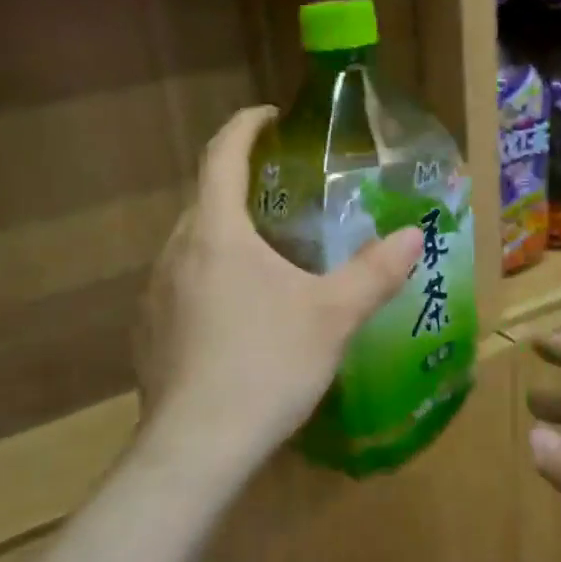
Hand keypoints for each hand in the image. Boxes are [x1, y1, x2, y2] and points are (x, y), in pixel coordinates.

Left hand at [135, 106, 421, 476]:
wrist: (198, 445)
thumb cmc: (267, 366)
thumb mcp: (332, 316)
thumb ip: (375, 273)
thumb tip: (414, 235)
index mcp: (216, 233)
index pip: (222, 156)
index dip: (244, 127)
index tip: (267, 116)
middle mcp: (175, 253)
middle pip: (204, 201)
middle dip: (237, 188)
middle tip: (280, 200)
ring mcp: (153, 295)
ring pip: (189, 248)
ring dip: (222, 240)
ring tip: (262, 262)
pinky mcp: (147, 334)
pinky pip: (179, 288)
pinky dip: (207, 282)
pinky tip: (233, 320)